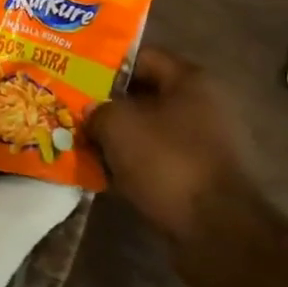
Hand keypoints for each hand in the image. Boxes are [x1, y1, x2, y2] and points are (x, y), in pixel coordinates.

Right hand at [87, 47, 253, 243]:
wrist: (216, 230)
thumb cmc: (167, 161)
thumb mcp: (117, 124)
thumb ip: (97, 108)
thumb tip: (92, 112)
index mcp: (190, 81)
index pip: (141, 57)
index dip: (105, 64)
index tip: (75, 74)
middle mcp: (203, 105)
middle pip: (144, 94)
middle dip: (107, 103)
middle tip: (72, 110)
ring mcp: (204, 143)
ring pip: (148, 129)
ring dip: (117, 136)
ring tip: (81, 142)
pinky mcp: (199, 176)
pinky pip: (156, 159)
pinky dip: (131, 163)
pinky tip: (103, 173)